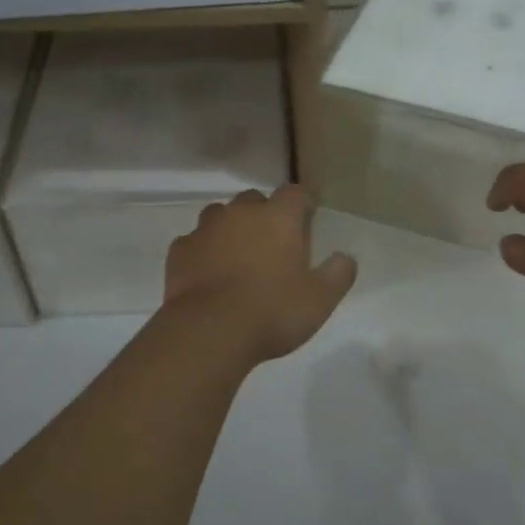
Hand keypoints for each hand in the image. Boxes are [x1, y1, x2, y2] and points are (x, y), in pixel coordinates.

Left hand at [164, 186, 357, 362]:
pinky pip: (194, 241)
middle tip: (273, 242)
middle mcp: (240, 213)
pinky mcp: (179, 250)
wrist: (209, 332)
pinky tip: (208, 272)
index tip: (308, 216)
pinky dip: (203, 250)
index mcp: (278, 218)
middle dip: (264, 214)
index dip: (303, 202)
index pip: (295, 193)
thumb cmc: (272, 311)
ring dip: (231, 228)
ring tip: (238, 255)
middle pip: (254, 199)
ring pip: (220, 215)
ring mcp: (205, 229)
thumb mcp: (320, 299)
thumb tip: (345, 257)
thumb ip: (338, 274)